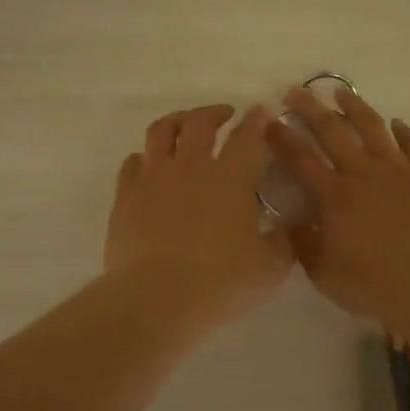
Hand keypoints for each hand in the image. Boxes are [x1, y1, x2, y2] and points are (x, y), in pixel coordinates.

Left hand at [105, 104, 293, 334]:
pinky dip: (143, 157)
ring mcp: (154, 177)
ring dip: (176, 121)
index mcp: (231, 178)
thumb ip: (282, 243)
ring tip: (183, 124)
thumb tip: (284, 228)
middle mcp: (191, 166)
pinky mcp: (126, 195)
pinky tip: (147, 163)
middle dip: (215, 112)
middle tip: (224, 114)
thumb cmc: (219, 283)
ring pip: (161, 131)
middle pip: (200, 122)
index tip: (260, 112)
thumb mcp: (269, 269)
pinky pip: (132, 163)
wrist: (155, 298)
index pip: (247, 137)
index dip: (256, 121)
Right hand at [268, 86, 409, 321]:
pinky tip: (397, 122)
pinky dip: (404, 131)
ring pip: (372, 127)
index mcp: (333, 195)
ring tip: (341, 92)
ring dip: (354, 106)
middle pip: (331, 131)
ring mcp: (397, 170)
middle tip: (296, 91)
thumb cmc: (373, 283)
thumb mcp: (323, 273)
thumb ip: (303, 243)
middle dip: (310, 108)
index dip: (281, 137)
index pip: (300, 158)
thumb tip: (290, 221)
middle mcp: (362, 173)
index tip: (267, 120)